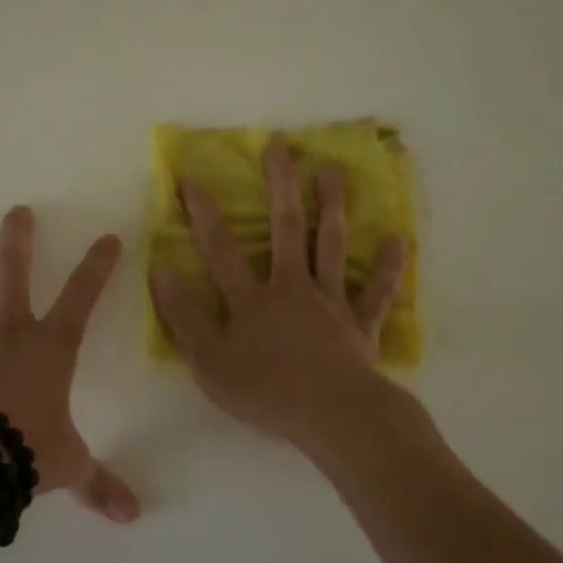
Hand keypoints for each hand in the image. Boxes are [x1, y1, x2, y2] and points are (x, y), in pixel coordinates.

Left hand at [0, 206, 140, 523]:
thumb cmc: (26, 452)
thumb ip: (99, 484)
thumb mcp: (69, 465)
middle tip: (16, 211)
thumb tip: (133, 516)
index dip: (98, 266)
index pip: (83, 297)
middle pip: (13, 274)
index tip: (108, 237)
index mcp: (49, 348)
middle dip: (18, 240)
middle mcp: (7, 333)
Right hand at [150, 141, 406, 444]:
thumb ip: (184, 315)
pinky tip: (399, 240)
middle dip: (282, 186)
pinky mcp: (360, 325)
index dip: (204, 214)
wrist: (332, 415)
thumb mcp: (208, 360)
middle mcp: (292, 288)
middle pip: (287, 229)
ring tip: (333, 172)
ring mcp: (330, 303)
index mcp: (252, 299)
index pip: (220, 249)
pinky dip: (389, 268)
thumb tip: (162, 270)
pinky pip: (377, 293)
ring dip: (333, 208)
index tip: (192, 178)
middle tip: (282, 147)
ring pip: (332, 247)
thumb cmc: (265, 390)